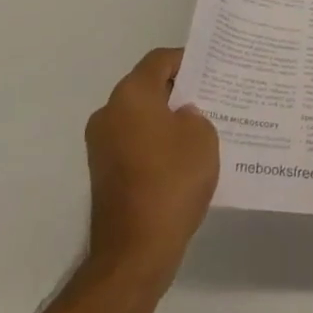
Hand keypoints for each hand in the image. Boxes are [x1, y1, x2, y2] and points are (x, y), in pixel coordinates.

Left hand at [84, 48, 218, 290]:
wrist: (134, 252)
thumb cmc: (172, 182)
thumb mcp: (202, 136)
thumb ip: (195, 114)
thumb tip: (181, 117)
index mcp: (131, 94)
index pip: (159, 60)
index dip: (187, 60)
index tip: (211, 71)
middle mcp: (109, 112)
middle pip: (147, 87)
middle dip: (178, 91)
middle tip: (211, 98)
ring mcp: (100, 144)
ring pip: (140, 116)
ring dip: (166, 119)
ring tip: (201, 129)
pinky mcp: (102, 172)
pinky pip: (133, 142)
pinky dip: (155, 143)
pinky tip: (182, 159)